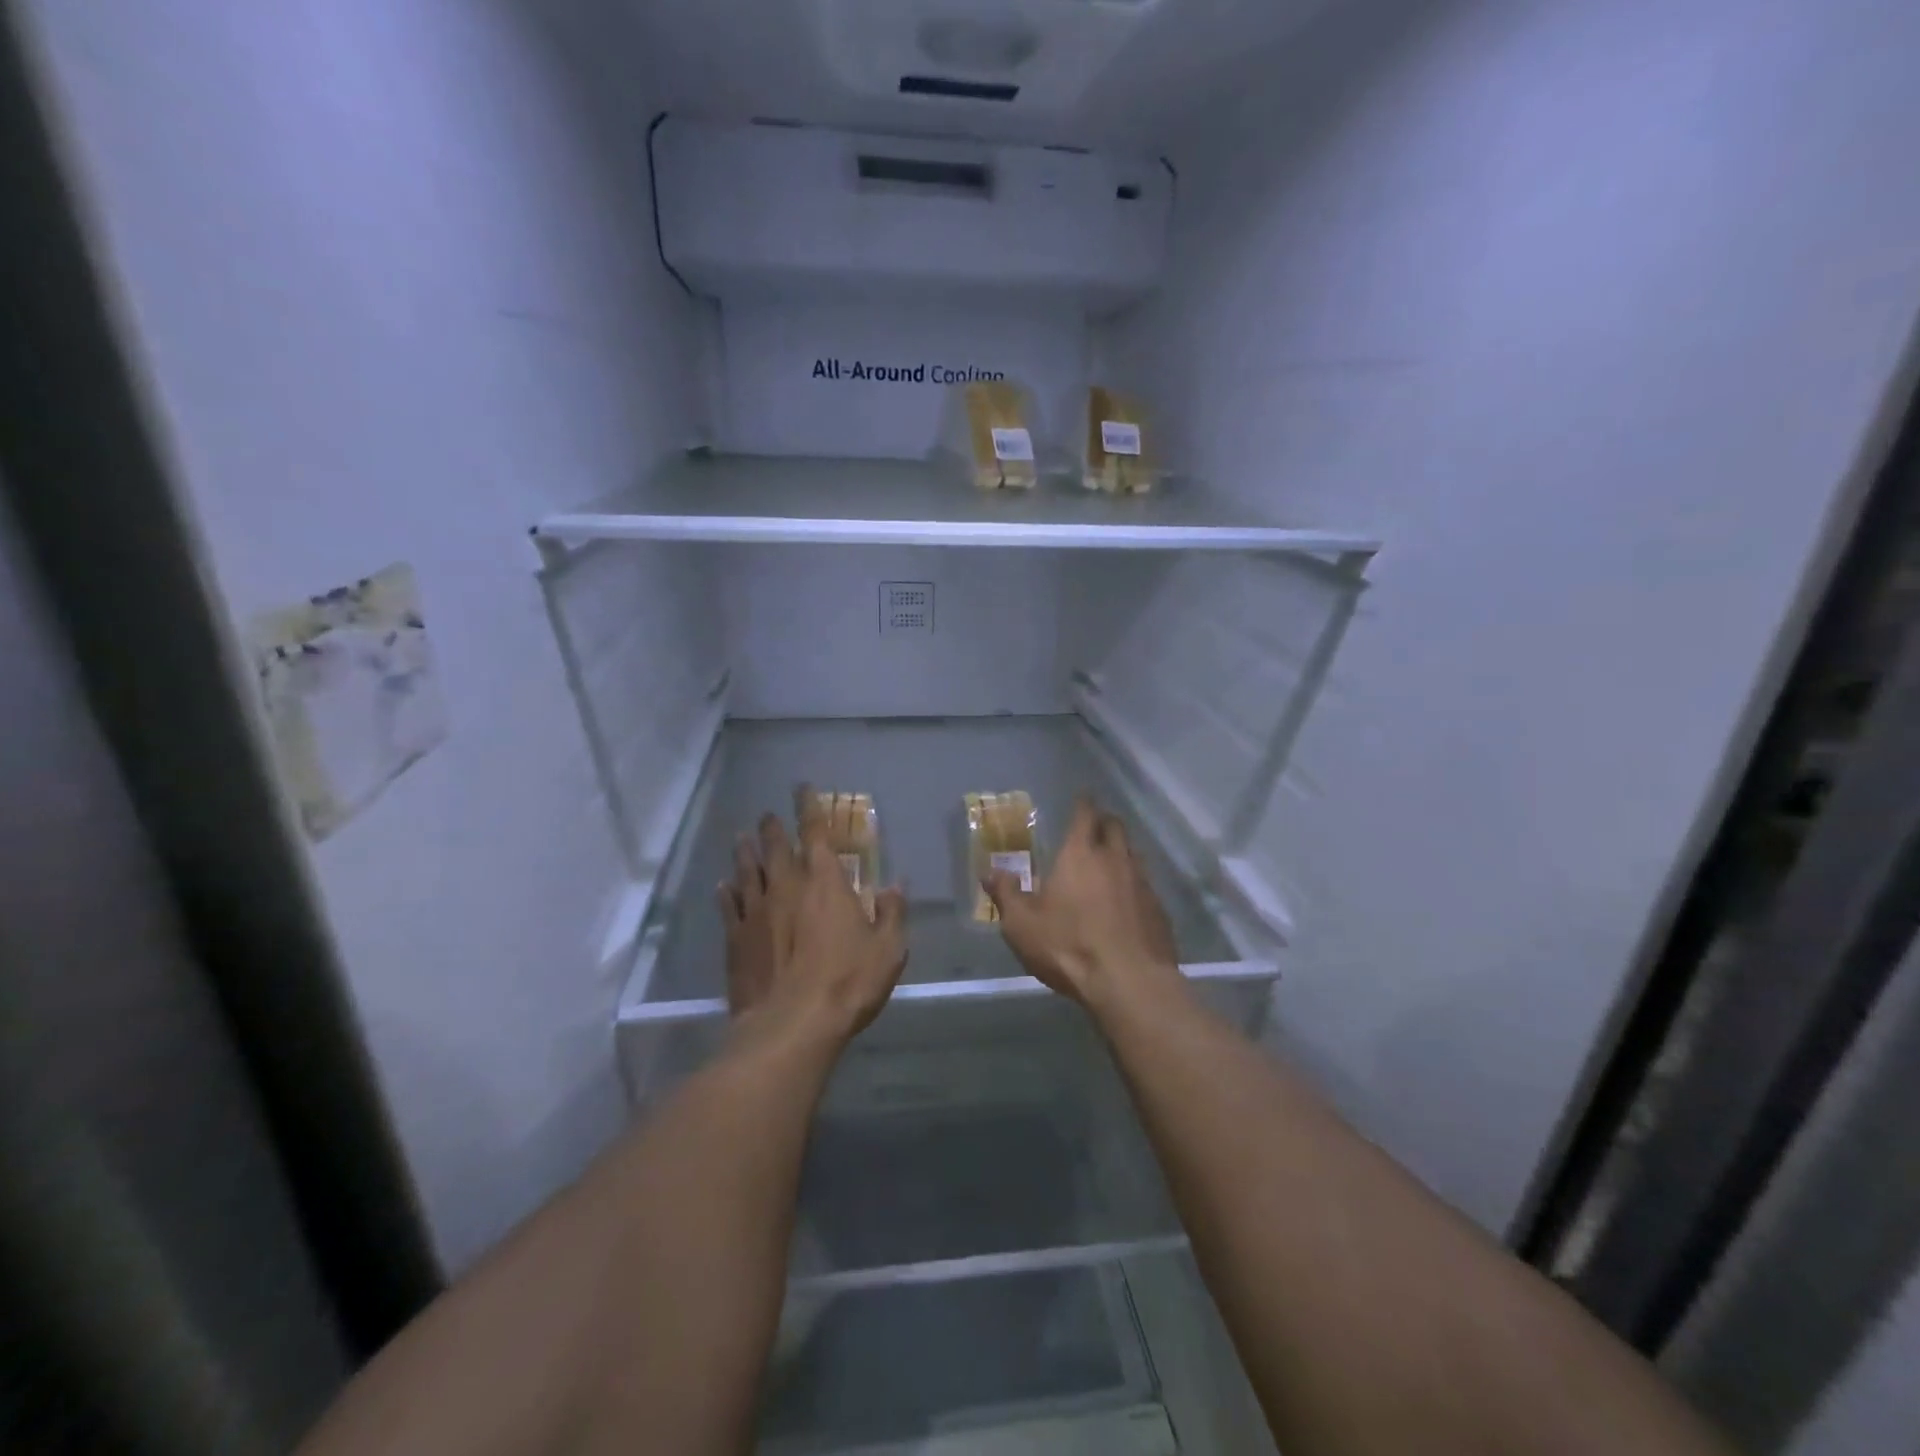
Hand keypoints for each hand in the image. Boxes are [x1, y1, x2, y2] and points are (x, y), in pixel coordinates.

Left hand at [718, 787, 907, 1051]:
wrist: (792, 1024)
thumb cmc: (848, 981)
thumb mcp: (888, 948)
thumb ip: (891, 912)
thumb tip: (895, 884)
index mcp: (825, 882)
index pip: (815, 832)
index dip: (809, 807)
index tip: (801, 788)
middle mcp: (786, 886)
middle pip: (776, 847)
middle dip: (772, 827)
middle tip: (767, 815)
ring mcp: (756, 912)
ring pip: (747, 871)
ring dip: (745, 852)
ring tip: (741, 838)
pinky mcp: (736, 940)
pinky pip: (728, 907)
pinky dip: (726, 893)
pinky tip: (722, 886)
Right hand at [985, 796, 1187, 1015]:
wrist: (1129, 983)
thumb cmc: (1068, 946)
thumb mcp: (1021, 924)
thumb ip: (1006, 894)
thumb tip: (990, 872)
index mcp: (1080, 854)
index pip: (1085, 814)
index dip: (1083, 803)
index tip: (1081, 797)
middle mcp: (1115, 859)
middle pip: (1115, 826)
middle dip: (1104, 822)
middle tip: (1092, 828)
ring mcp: (1142, 883)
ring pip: (1133, 854)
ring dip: (1120, 852)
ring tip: (1107, 863)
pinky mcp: (1159, 909)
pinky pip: (1145, 885)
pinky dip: (1133, 884)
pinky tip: (1125, 902)